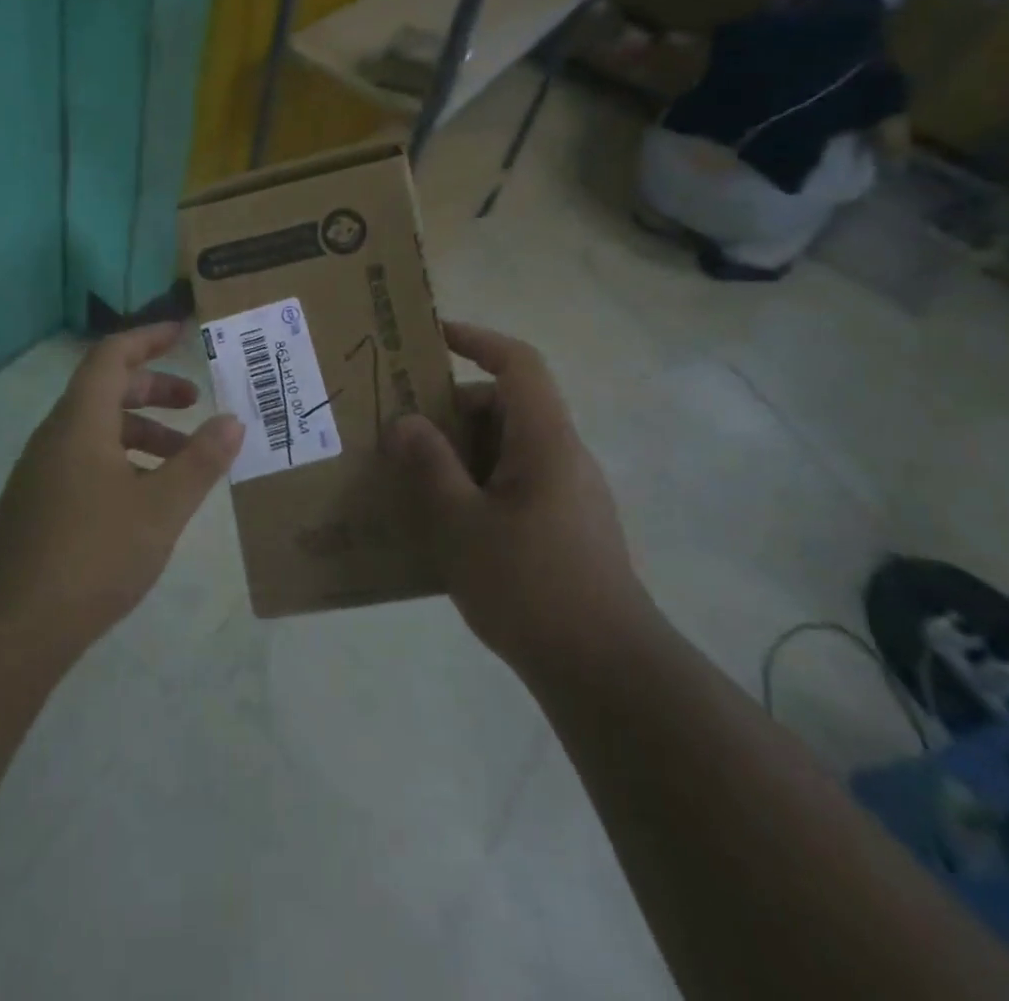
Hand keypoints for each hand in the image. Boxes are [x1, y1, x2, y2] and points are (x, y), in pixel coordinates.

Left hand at [0, 323, 243, 656]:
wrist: (11, 627)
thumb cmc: (91, 554)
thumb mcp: (161, 508)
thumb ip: (200, 461)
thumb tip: (232, 420)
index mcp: (81, 421)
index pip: (113, 356)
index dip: (149, 338)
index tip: (184, 332)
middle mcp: (58, 435)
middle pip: (107, 390)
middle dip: (154, 389)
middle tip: (195, 402)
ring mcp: (44, 471)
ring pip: (98, 430)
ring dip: (142, 431)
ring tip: (184, 459)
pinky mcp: (42, 504)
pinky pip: (88, 459)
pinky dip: (124, 460)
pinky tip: (149, 500)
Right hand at [386, 321, 647, 677]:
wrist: (606, 672)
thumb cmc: (530, 586)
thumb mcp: (461, 524)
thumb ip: (430, 466)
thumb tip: (405, 422)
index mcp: (546, 441)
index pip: (519, 364)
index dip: (478, 339)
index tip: (433, 337)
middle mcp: (563, 456)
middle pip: (507, 406)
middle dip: (452, 410)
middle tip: (401, 429)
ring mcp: (568, 493)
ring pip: (508, 448)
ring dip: (461, 452)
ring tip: (413, 477)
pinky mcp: (566, 526)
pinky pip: (514, 482)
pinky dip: (477, 483)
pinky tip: (445, 522)